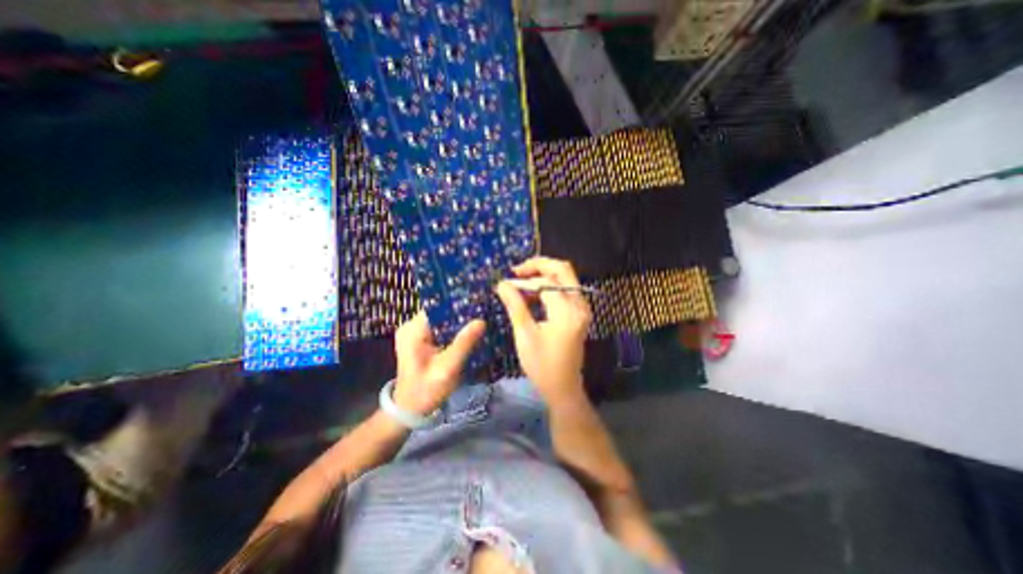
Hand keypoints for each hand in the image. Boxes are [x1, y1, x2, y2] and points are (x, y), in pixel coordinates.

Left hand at [393, 311, 486, 414]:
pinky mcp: (419, 341)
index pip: (438, 307)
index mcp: (413, 330)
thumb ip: (464, 343)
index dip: (458, 304)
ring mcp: (414, 333)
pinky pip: (439, 329)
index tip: (479, 304)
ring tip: (478, 322)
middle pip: (440, 312)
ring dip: (458, 323)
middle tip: (483, 314)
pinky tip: (467, 334)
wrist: (409, 410)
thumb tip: (481, 321)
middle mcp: (411, 327)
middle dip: (461, 314)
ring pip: (441, 320)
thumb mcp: (448, 368)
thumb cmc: (426, 390)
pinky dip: (452, 331)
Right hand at [496, 255, 591, 403]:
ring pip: (565, 278)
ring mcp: (582, 308)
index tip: (506, 282)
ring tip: (521, 282)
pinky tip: (533, 293)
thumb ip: (515, 305)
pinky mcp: (579, 313)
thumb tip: (502, 283)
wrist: (563, 388)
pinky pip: (565, 289)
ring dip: (544, 275)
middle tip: (517, 271)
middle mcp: (580, 305)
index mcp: (567, 311)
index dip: (525, 279)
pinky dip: (549, 286)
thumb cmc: (542, 365)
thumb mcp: (525, 335)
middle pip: (563, 270)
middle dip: (539, 266)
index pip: (547, 282)